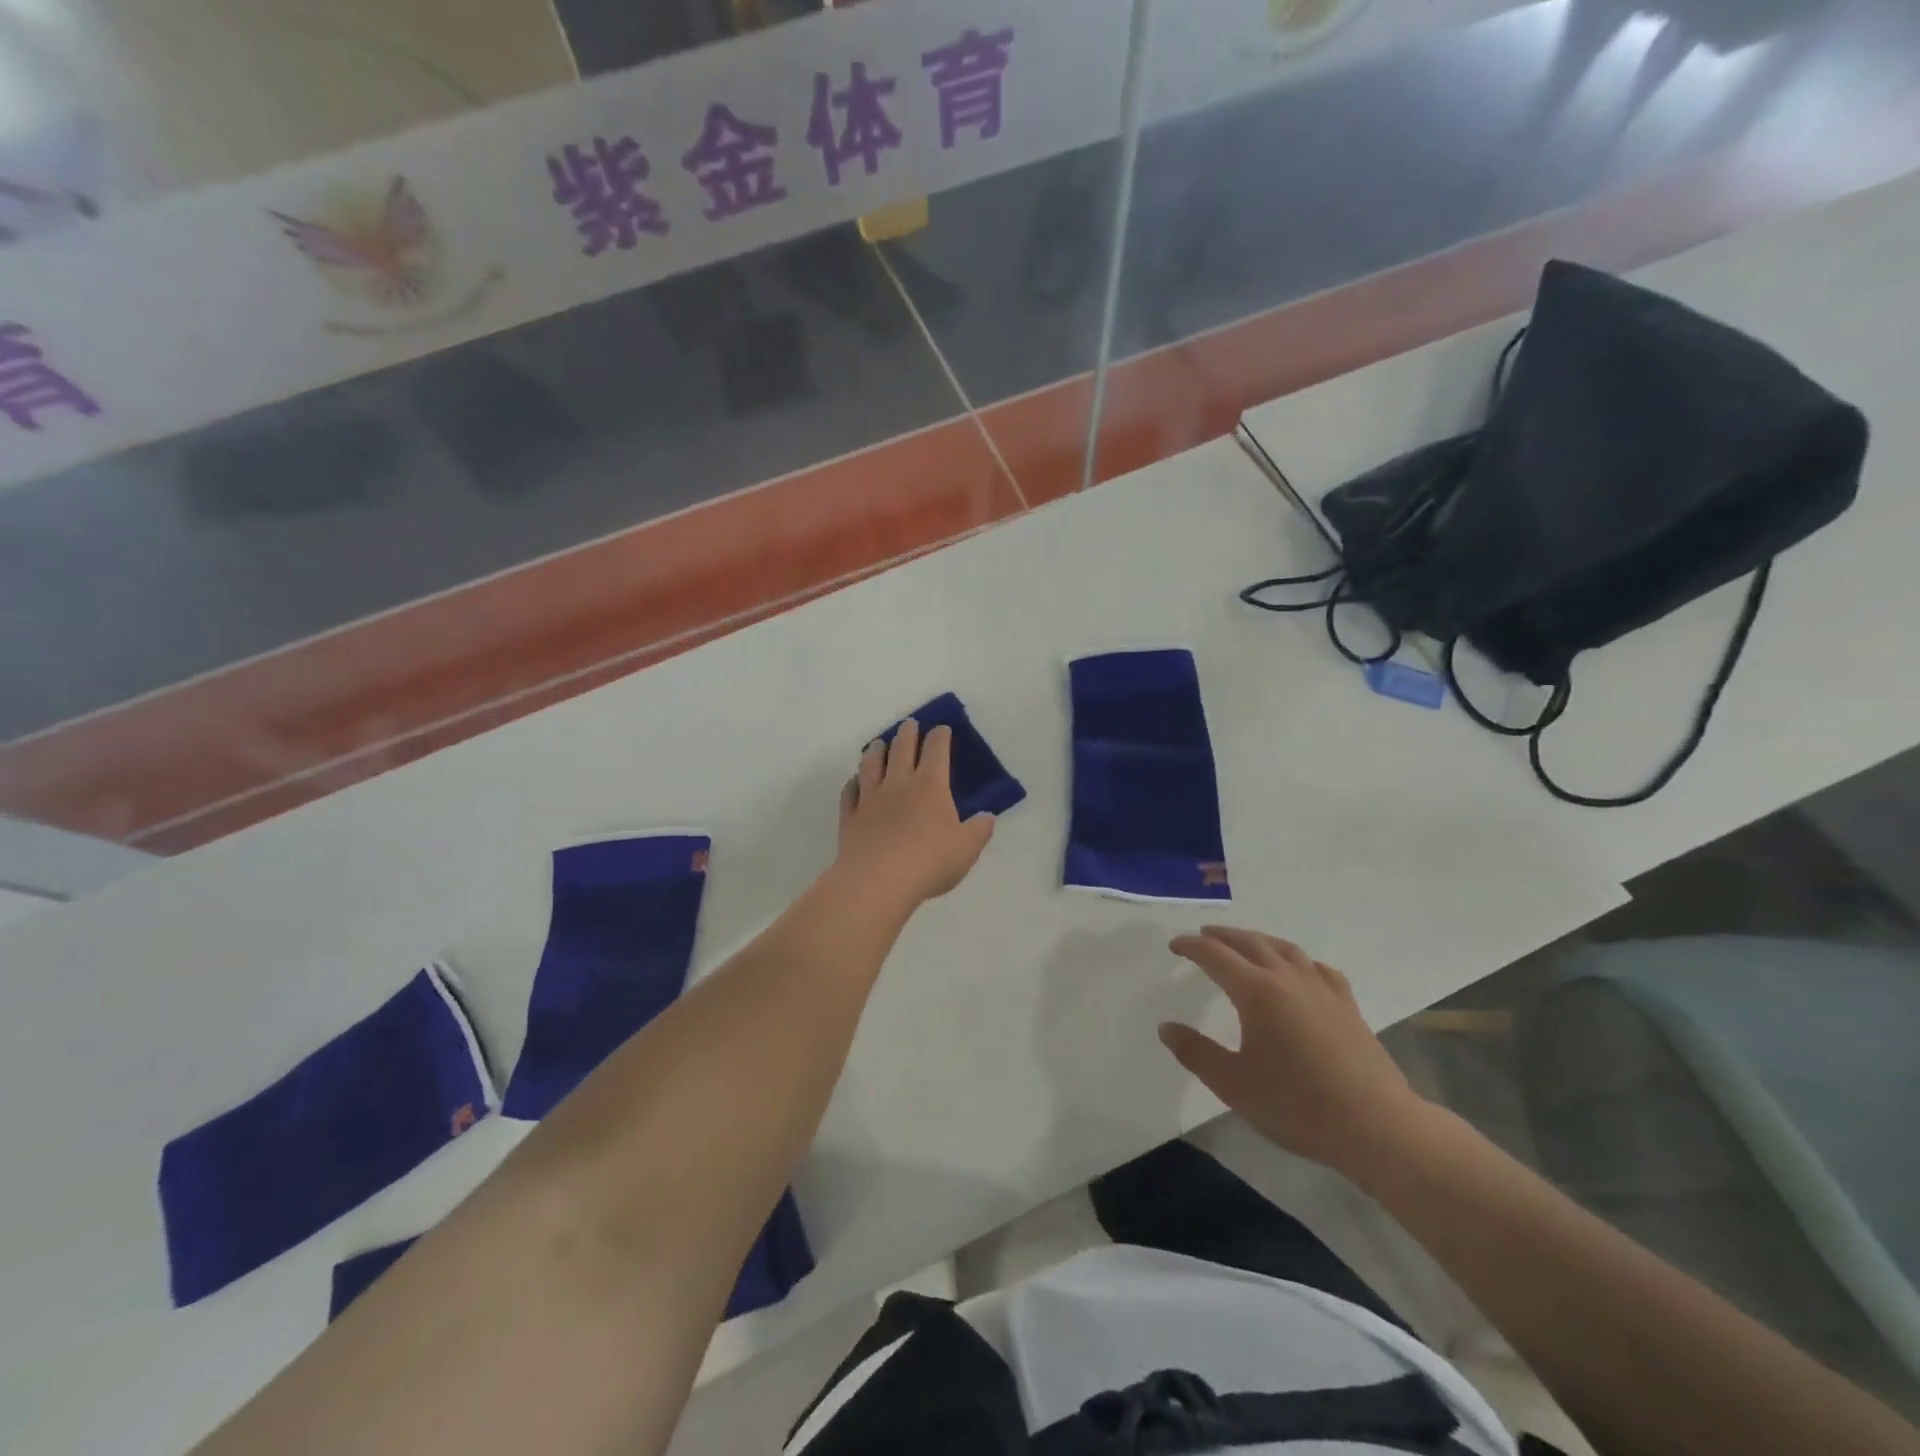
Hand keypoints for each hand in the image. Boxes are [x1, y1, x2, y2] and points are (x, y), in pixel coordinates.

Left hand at [835, 720, 995, 905]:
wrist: (877, 881)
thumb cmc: (929, 861)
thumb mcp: (967, 848)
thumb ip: (979, 830)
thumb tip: (987, 817)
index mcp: (931, 786)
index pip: (936, 752)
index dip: (940, 737)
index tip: (941, 728)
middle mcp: (899, 784)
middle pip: (901, 750)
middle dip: (907, 734)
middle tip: (909, 724)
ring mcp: (870, 799)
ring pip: (871, 765)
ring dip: (876, 751)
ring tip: (878, 743)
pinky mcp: (850, 817)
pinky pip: (849, 793)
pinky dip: (852, 783)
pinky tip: (853, 782)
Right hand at [1159, 927, 1431, 1176]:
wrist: (1377, 1126)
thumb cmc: (1298, 1106)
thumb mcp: (1234, 1085)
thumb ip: (1196, 1053)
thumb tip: (1166, 1027)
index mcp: (1256, 992)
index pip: (1215, 956)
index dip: (1192, 946)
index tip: (1175, 944)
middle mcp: (1288, 979)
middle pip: (1250, 943)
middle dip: (1222, 936)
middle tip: (1203, 936)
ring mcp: (1322, 989)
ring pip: (1284, 949)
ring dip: (1258, 940)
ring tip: (1244, 944)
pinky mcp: (1347, 1006)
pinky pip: (1317, 968)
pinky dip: (1298, 960)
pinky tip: (1299, 970)